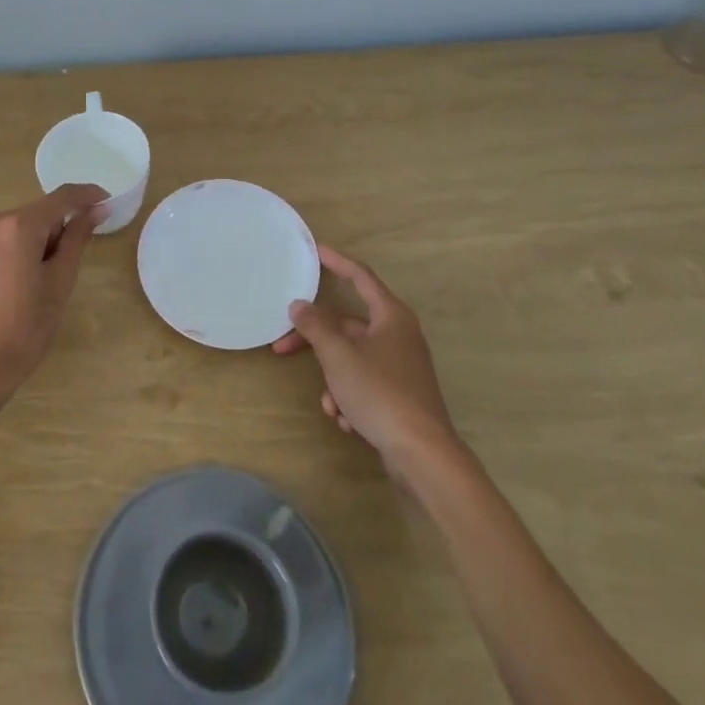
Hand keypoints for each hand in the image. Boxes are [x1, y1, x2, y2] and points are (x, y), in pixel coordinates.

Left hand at [0, 183, 108, 404]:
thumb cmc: (25, 328)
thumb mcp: (59, 282)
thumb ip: (77, 238)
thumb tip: (96, 210)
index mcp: (18, 226)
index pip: (61, 198)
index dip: (87, 195)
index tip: (105, 201)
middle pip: (34, 214)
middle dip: (53, 231)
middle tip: (59, 268)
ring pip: (12, 226)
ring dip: (28, 240)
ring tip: (30, 280)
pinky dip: (6, 248)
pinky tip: (7, 280)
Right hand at [271, 245, 457, 473]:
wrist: (422, 454)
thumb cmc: (380, 393)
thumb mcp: (339, 356)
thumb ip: (315, 326)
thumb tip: (299, 305)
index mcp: (391, 316)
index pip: (360, 276)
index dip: (336, 261)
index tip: (315, 250)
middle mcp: (398, 335)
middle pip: (347, 325)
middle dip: (316, 341)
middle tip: (282, 346)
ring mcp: (400, 366)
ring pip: (352, 359)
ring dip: (334, 380)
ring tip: (332, 404)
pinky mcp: (399, 394)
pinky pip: (363, 384)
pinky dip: (349, 398)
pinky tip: (347, 420)